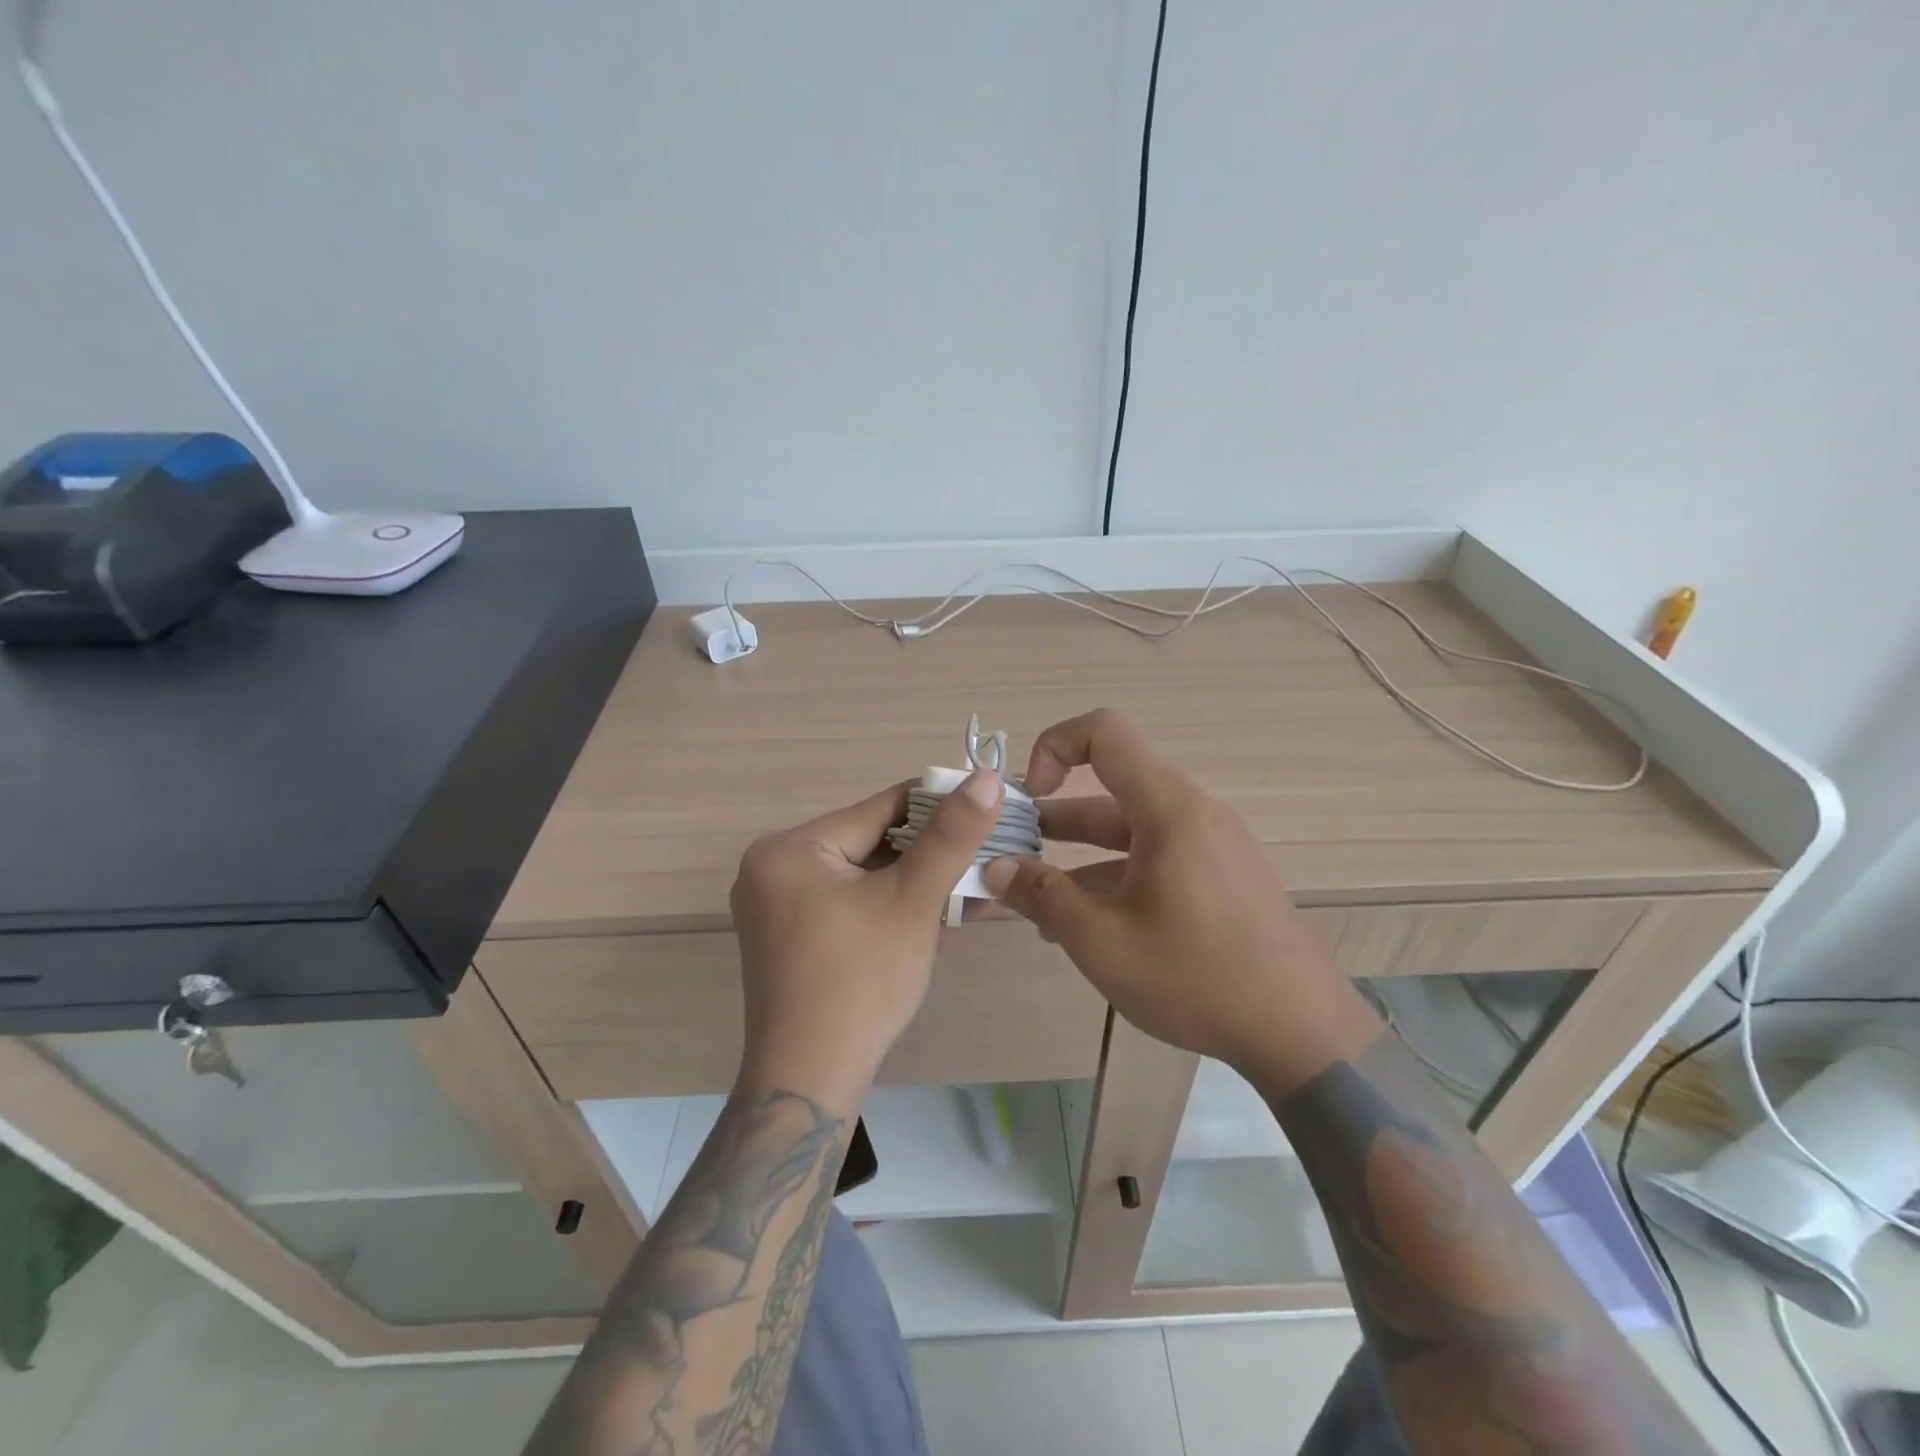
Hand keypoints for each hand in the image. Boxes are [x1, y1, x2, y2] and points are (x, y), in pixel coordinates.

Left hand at [730, 770, 1004, 1110]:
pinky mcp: (792, 936)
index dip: (938, 806)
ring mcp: (779, 906)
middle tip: (986, 857)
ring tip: (974, 888)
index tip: (987, 807)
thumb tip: (988, 778)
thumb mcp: (912, 900)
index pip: (880, 809)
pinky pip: (851, 903)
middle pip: (871, 841)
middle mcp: (774, 868)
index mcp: (790, 848)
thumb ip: (951, 837)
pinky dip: (891, 905)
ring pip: (865, 875)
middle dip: (931, 853)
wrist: (811, 1079)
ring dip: (918, 882)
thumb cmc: (861, 981)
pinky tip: (939, 913)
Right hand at [982, 709, 1375, 1086]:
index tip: (1027, 800)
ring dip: (1080, 859)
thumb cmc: (1196, 977)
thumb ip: (1043, 897)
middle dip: (1055, 821)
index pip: (1105, 732)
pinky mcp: (1222, 878)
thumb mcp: (1102, 942)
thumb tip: (996, 869)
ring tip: (1038, 904)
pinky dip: (1116, 877)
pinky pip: (1156, 859)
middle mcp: (1193, 814)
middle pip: (1111, 792)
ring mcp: (1212, 847)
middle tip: (1011, 858)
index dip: (1053, 747)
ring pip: (1131, 833)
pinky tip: (1089, 926)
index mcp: (1169, 809)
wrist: (1303, 1033)